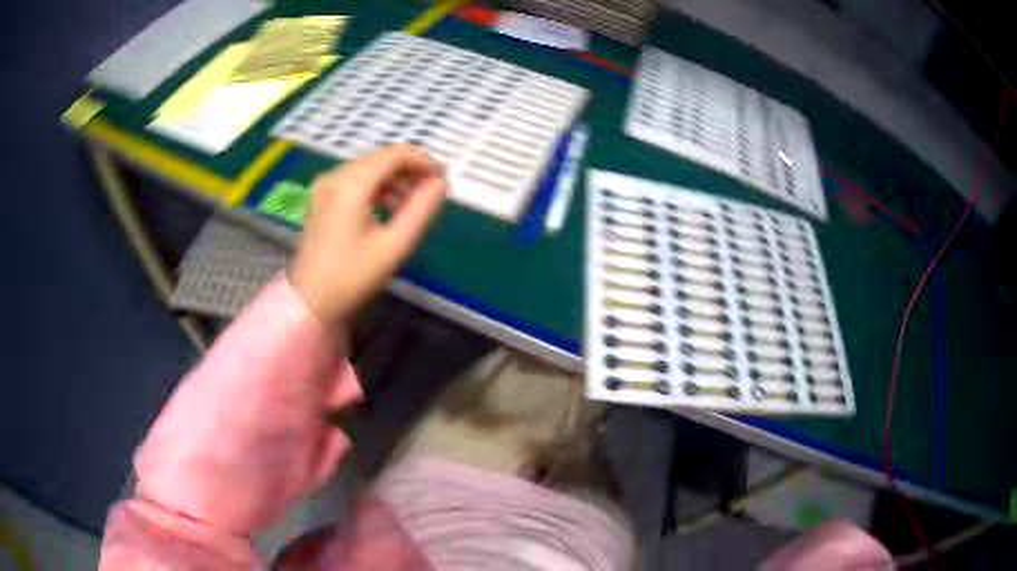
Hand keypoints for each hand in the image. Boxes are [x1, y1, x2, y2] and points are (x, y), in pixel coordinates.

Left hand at [291, 145, 446, 323]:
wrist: (309, 302)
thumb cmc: (352, 278)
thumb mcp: (394, 245)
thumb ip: (421, 210)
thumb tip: (440, 184)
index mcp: (350, 186)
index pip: (395, 154)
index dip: (424, 161)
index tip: (443, 180)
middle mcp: (335, 176)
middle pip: (381, 158)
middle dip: (410, 170)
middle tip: (432, 193)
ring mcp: (325, 185)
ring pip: (369, 167)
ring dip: (395, 179)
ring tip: (414, 205)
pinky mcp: (321, 196)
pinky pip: (355, 179)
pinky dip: (377, 187)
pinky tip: (390, 207)